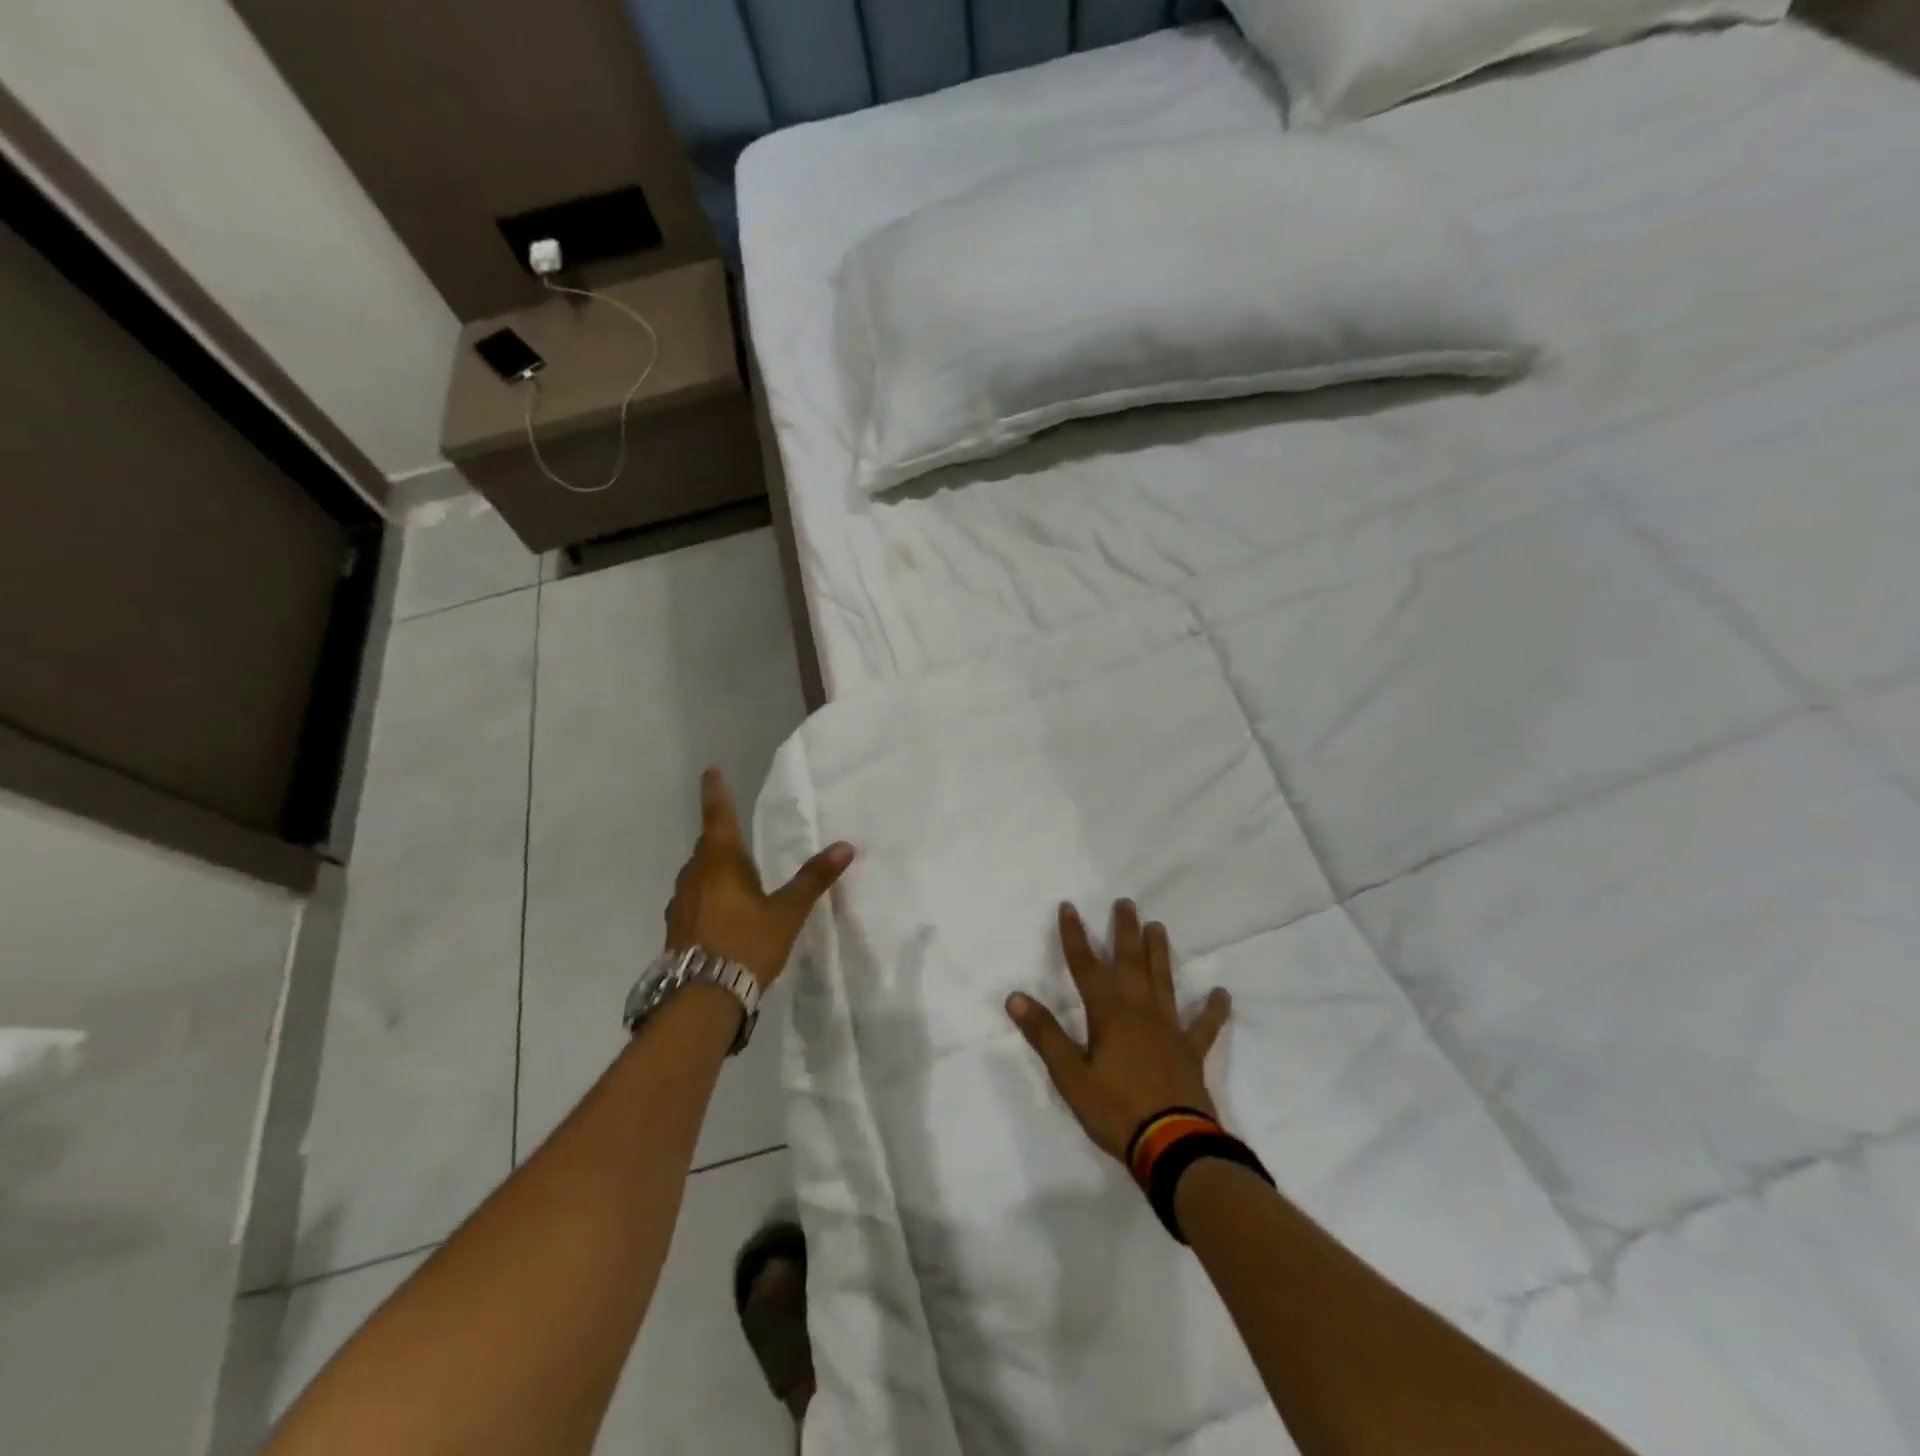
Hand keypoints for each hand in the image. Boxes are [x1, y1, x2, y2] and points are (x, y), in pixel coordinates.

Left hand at [664, 768, 853, 988]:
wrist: (701, 998)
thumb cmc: (746, 944)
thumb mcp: (787, 912)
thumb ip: (813, 879)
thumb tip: (846, 847)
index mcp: (720, 863)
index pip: (717, 816)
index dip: (715, 792)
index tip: (709, 771)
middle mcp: (694, 876)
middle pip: (707, 847)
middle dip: (721, 838)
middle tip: (737, 835)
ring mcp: (680, 903)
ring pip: (697, 874)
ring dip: (713, 870)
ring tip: (735, 879)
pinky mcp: (676, 929)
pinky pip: (693, 899)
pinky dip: (707, 896)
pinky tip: (721, 915)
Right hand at [1007, 900, 1231, 1162]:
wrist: (1174, 1146)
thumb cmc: (1116, 1110)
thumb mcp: (1070, 1076)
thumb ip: (1045, 1034)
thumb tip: (1015, 997)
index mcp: (1109, 1013)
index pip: (1086, 965)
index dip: (1074, 936)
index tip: (1069, 907)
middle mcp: (1140, 1010)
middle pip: (1130, 962)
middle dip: (1124, 931)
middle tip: (1126, 902)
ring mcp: (1170, 1029)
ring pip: (1163, 981)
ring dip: (1159, 953)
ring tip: (1158, 926)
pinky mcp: (1191, 1052)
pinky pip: (1205, 1025)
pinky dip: (1213, 1009)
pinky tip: (1221, 993)